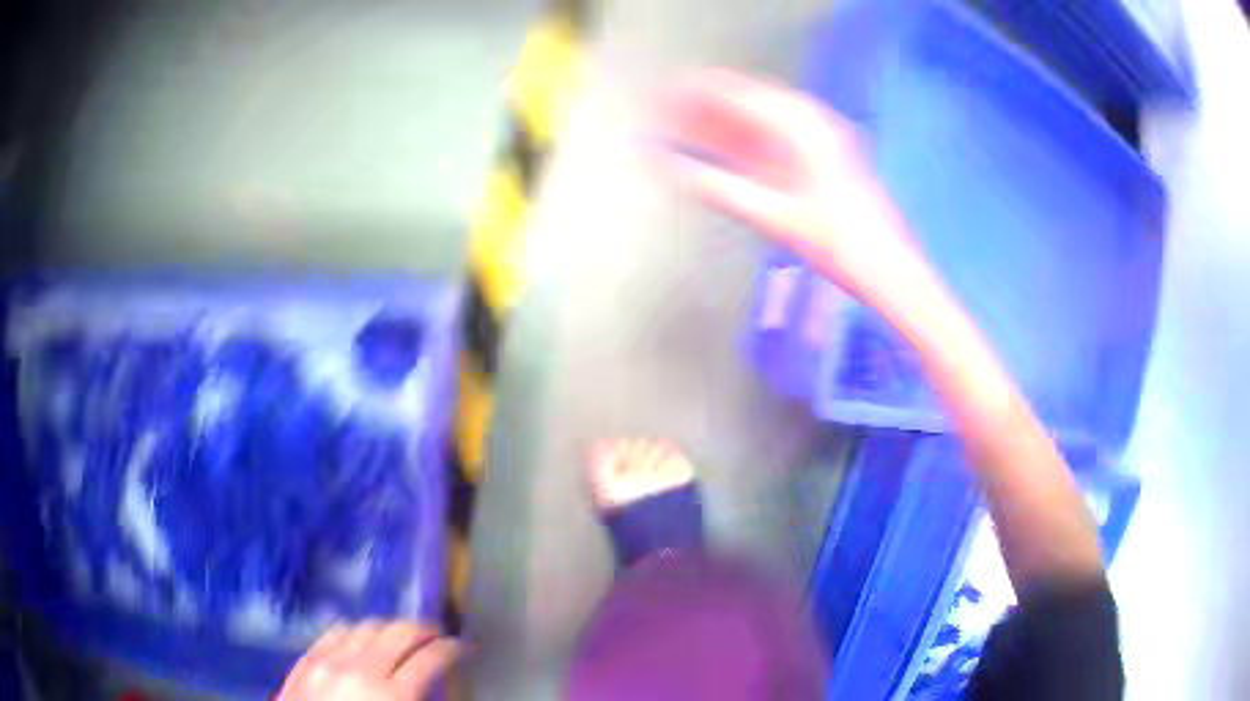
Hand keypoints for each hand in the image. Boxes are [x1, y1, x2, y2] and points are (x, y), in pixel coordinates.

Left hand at [278, 622, 462, 700]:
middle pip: (401, 631)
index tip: (462, 647)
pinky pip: (336, 631)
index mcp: (392, 696)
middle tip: (437, 634)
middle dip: (425, 629)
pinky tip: (363, 640)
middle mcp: (361, 669)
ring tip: (401, 637)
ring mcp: (329, 660)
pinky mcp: (307, 659)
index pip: (431, 658)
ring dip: (390, 628)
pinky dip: (356, 631)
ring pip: (368, 625)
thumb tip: (433, 686)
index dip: (452, 648)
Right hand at [660, 70, 922, 303]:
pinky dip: (746, 141)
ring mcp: (820, 139)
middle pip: (747, 102)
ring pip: (760, 120)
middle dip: (706, 106)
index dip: (696, 94)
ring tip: (684, 127)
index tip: (664, 94)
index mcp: (801, 126)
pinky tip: (721, 148)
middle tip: (667, 112)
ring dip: (723, 123)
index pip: (737, 95)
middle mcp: (811, 122)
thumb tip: (675, 169)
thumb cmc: (838, 244)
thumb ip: (721, 189)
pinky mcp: (823, 158)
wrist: (890, 269)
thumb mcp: (775, 218)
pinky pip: (775, 140)